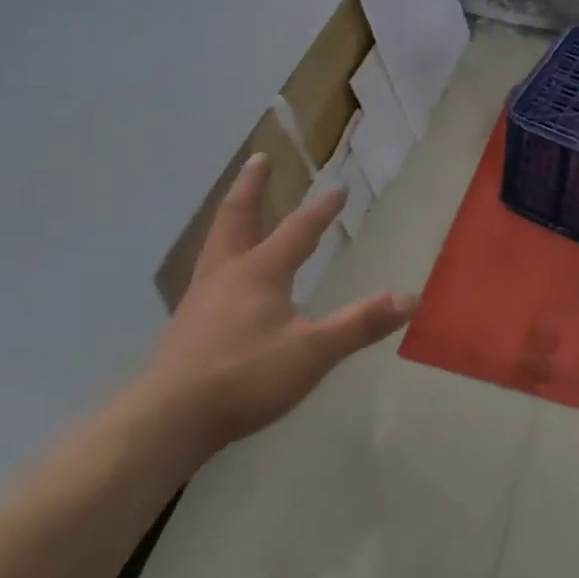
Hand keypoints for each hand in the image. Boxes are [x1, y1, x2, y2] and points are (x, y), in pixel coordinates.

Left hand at [135, 154, 416, 457]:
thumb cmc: (245, 377)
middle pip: (237, 217)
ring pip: (216, 243)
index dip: (321, 210)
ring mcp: (201, 298)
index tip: (338, 187)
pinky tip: (223, 276)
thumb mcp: (312, 352)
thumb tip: (409, 297)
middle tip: (259, 158)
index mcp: (259, 272)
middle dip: (252, 186)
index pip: (298, 231)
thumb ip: (360, 323)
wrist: (169, 419)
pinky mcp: (186, 324)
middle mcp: (227, 273)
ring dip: (231, 217)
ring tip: (238, 209)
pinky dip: (219, 255)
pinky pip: (206, 273)